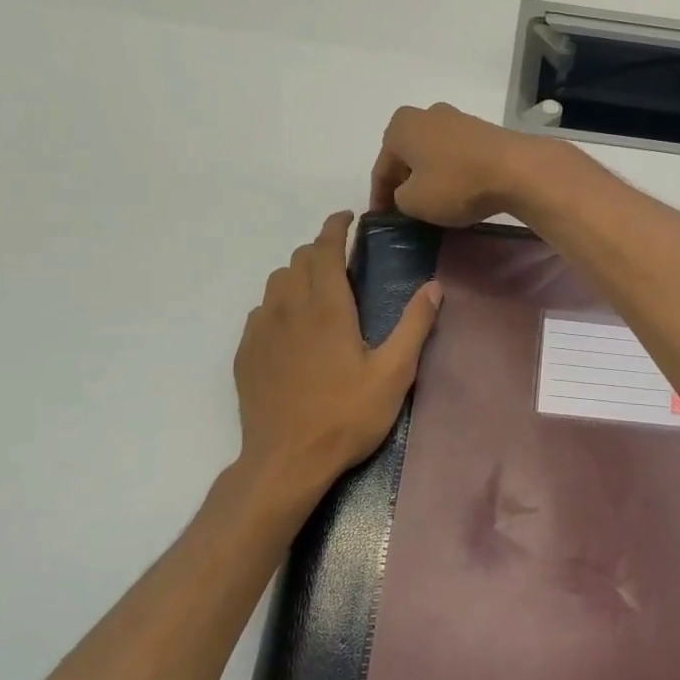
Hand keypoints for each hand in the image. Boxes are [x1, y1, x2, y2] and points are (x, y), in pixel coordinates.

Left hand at [231, 212, 441, 509]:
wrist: (286, 461)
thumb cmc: (346, 416)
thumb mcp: (393, 374)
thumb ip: (414, 326)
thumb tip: (434, 287)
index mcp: (327, 307)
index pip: (325, 248)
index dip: (335, 226)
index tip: (347, 217)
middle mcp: (289, 307)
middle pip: (299, 259)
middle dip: (321, 249)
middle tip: (343, 259)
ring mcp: (262, 329)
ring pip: (277, 281)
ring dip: (298, 273)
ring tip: (319, 290)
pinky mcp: (246, 352)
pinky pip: (261, 310)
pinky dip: (279, 303)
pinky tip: (292, 327)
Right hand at [368, 103, 559, 225]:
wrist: (517, 169)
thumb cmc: (456, 184)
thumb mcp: (414, 202)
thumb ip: (399, 198)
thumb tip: (408, 193)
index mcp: (401, 126)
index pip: (381, 168)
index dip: (379, 198)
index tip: (382, 219)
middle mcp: (426, 114)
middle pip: (407, 156)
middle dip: (404, 182)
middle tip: (405, 211)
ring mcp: (457, 119)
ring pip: (432, 153)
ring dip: (429, 176)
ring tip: (432, 203)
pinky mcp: (482, 130)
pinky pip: (456, 154)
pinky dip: (451, 172)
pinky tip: (458, 190)